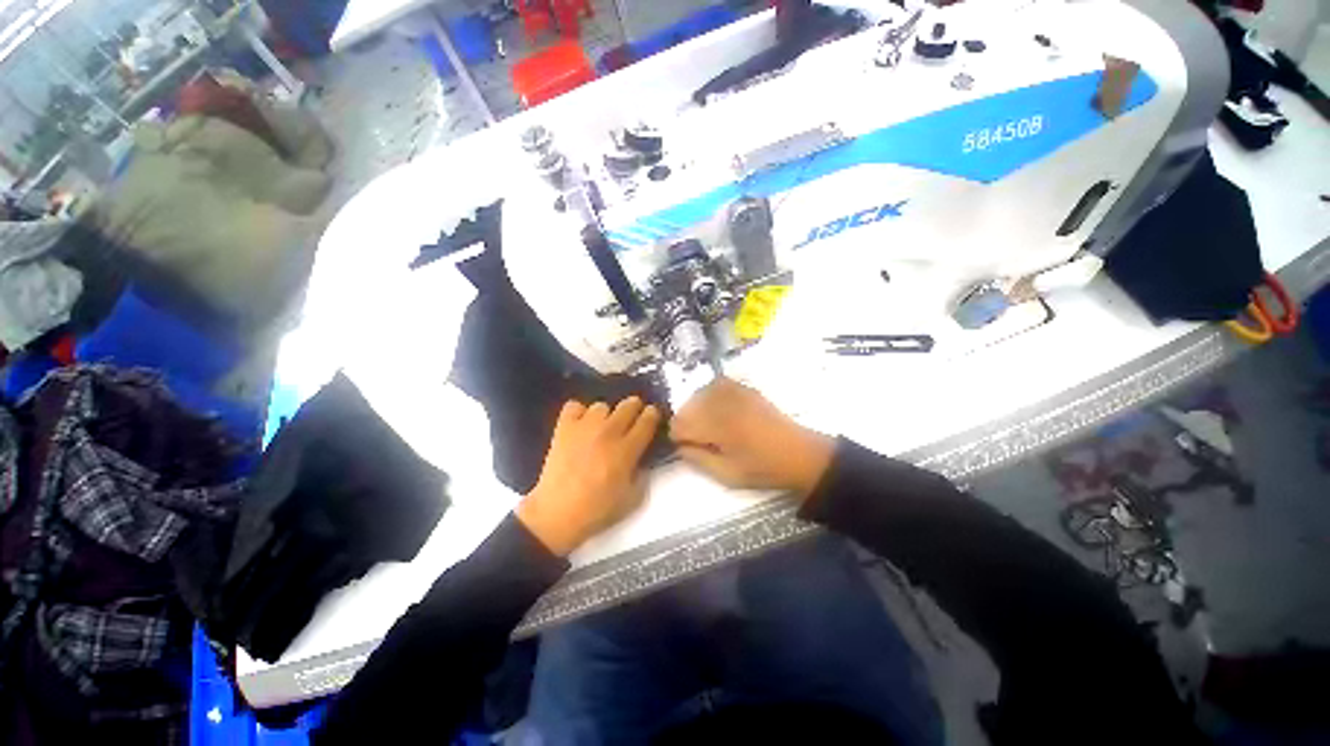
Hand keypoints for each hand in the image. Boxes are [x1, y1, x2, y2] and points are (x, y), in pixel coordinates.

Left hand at [517, 397, 661, 555]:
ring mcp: (584, 427)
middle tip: (631, 421)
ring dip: (606, 415)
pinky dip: (579, 413)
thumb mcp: (633, 498)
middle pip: (629, 405)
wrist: (557, 514)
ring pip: (602, 405)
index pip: (648, 420)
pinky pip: (574, 406)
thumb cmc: (597, 510)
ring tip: (602, 428)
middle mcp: (608, 432)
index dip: (653, 415)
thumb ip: (642, 473)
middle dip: (634, 409)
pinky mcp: (564, 428)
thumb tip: (642, 458)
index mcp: (627, 450)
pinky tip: (580, 425)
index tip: (652, 418)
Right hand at [669, 377, 833, 498]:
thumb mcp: (727, 474)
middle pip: (687, 406)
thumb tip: (679, 446)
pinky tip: (717, 407)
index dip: (677, 436)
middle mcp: (724, 403)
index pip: (681, 424)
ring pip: (699, 393)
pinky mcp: (744, 388)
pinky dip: (710, 394)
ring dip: (696, 408)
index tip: (684, 445)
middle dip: (685, 421)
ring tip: (707, 424)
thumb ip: (698, 459)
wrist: (798, 453)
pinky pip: (716, 383)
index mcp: (719, 427)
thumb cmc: (762, 468)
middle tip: (697, 437)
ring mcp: (735, 392)